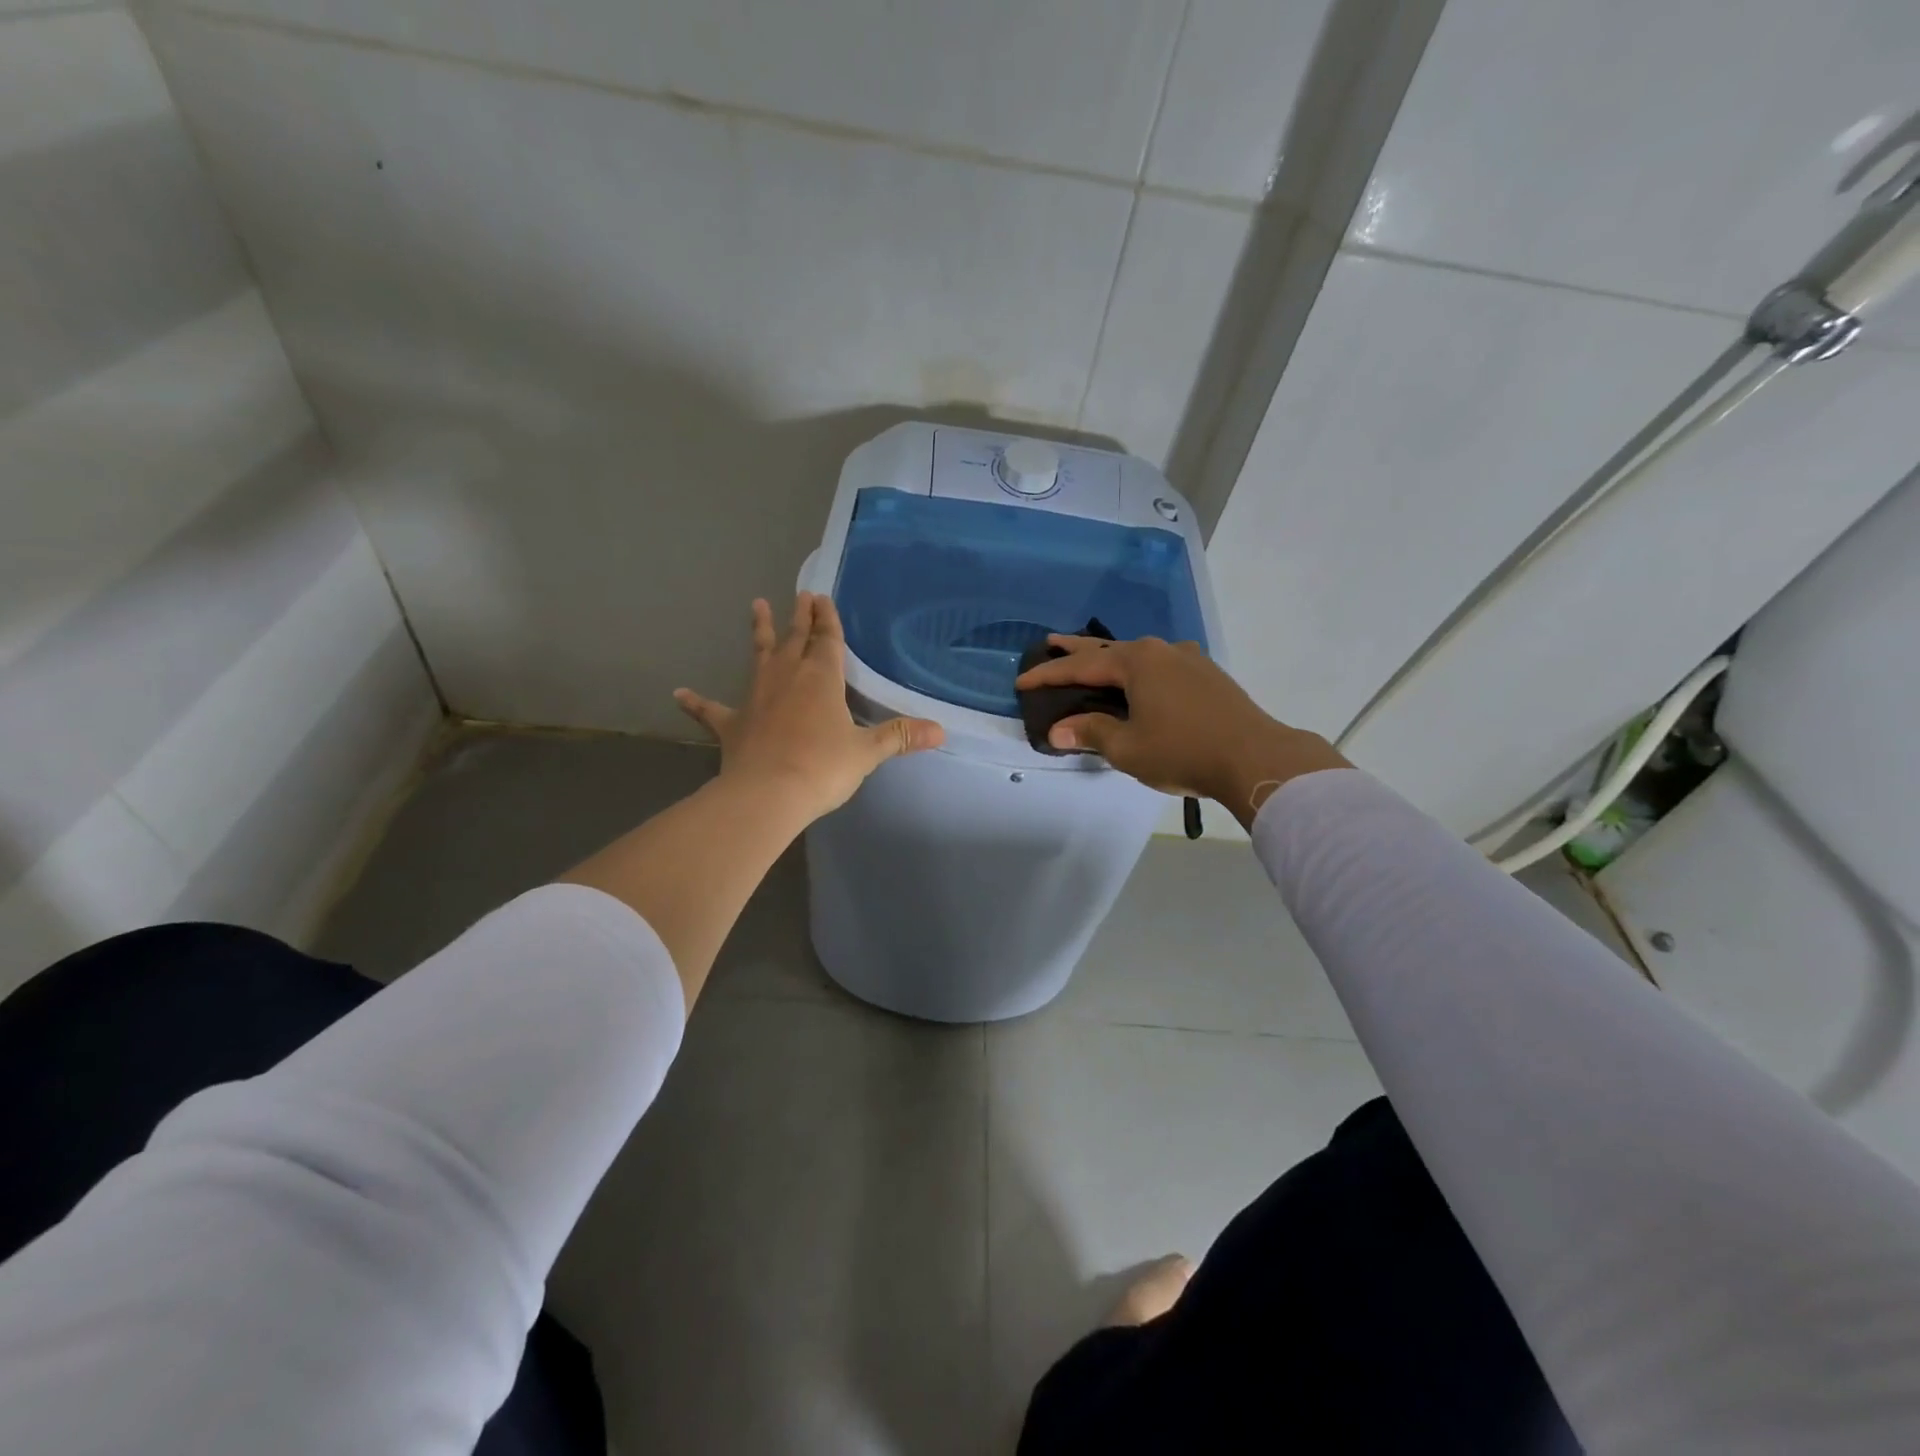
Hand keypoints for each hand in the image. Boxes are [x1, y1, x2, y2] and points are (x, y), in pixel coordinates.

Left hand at [675, 593, 944, 822]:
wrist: (767, 794)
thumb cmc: (822, 768)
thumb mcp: (867, 752)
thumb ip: (900, 736)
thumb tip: (941, 730)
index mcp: (821, 679)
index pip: (826, 640)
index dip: (827, 619)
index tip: (822, 597)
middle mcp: (787, 678)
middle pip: (795, 639)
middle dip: (800, 615)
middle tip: (800, 593)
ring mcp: (756, 698)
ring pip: (759, 657)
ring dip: (761, 633)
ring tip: (757, 606)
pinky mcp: (732, 724)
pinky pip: (711, 710)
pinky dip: (696, 703)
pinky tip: (678, 693)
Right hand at [1014, 635, 1349, 829]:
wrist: (1255, 757)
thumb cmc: (1183, 751)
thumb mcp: (1128, 747)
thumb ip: (1090, 732)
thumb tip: (1057, 730)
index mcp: (1137, 661)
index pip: (1081, 665)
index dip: (1048, 676)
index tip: (1021, 681)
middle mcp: (1161, 650)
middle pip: (1108, 648)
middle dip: (1076, 649)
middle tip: (1050, 643)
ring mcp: (1188, 659)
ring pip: (1137, 655)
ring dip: (1110, 658)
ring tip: (1091, 660)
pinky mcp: (1207, 675)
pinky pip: (1159, 665)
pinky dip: (1137, 670)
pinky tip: (1139, 679)